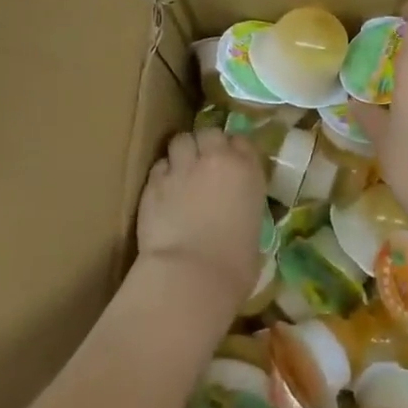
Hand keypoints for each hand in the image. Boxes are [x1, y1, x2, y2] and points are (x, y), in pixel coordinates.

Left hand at [136, 129, 266, 307]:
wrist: (192, 275)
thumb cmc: (235, 264)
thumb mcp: (254, 229)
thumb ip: (244, 207)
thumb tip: (237, 213)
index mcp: (248, 170)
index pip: (242, 141)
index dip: (234, 151)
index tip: (231, 165)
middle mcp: (216, 160)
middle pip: (209, 132)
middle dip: (206, 144)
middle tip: (203, 164)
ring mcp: (182, 168)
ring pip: (180, 140)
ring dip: (182, 153)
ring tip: (181, 172)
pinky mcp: (153, 183)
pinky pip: (159, 166)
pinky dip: (162, 174)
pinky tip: (163, 192)